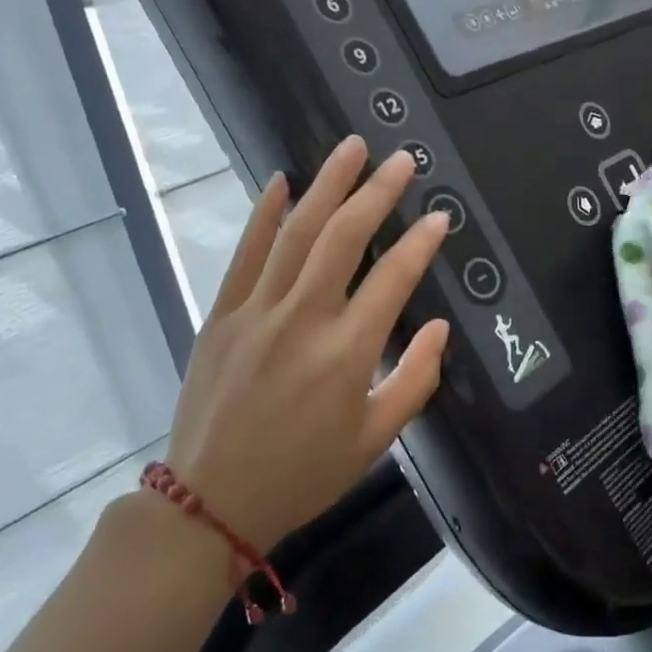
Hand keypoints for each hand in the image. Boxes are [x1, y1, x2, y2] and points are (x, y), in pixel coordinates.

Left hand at [165, 137, 451, 553]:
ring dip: (327, 185)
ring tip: (351, 149)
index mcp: (347, 353)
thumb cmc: (304, 474)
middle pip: (343, 238)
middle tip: (401, 160)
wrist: (210, 502)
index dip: (421, 243)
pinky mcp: (221, 315)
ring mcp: (256, 312)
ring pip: (296, 233)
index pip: (394, 279)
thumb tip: (440, 327)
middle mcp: (303, 320)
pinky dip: (264, 215)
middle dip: (377, 193)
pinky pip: (244, 254)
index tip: (440, 216)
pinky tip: (281, 180)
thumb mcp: (375, 440)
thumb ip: (415, 380)